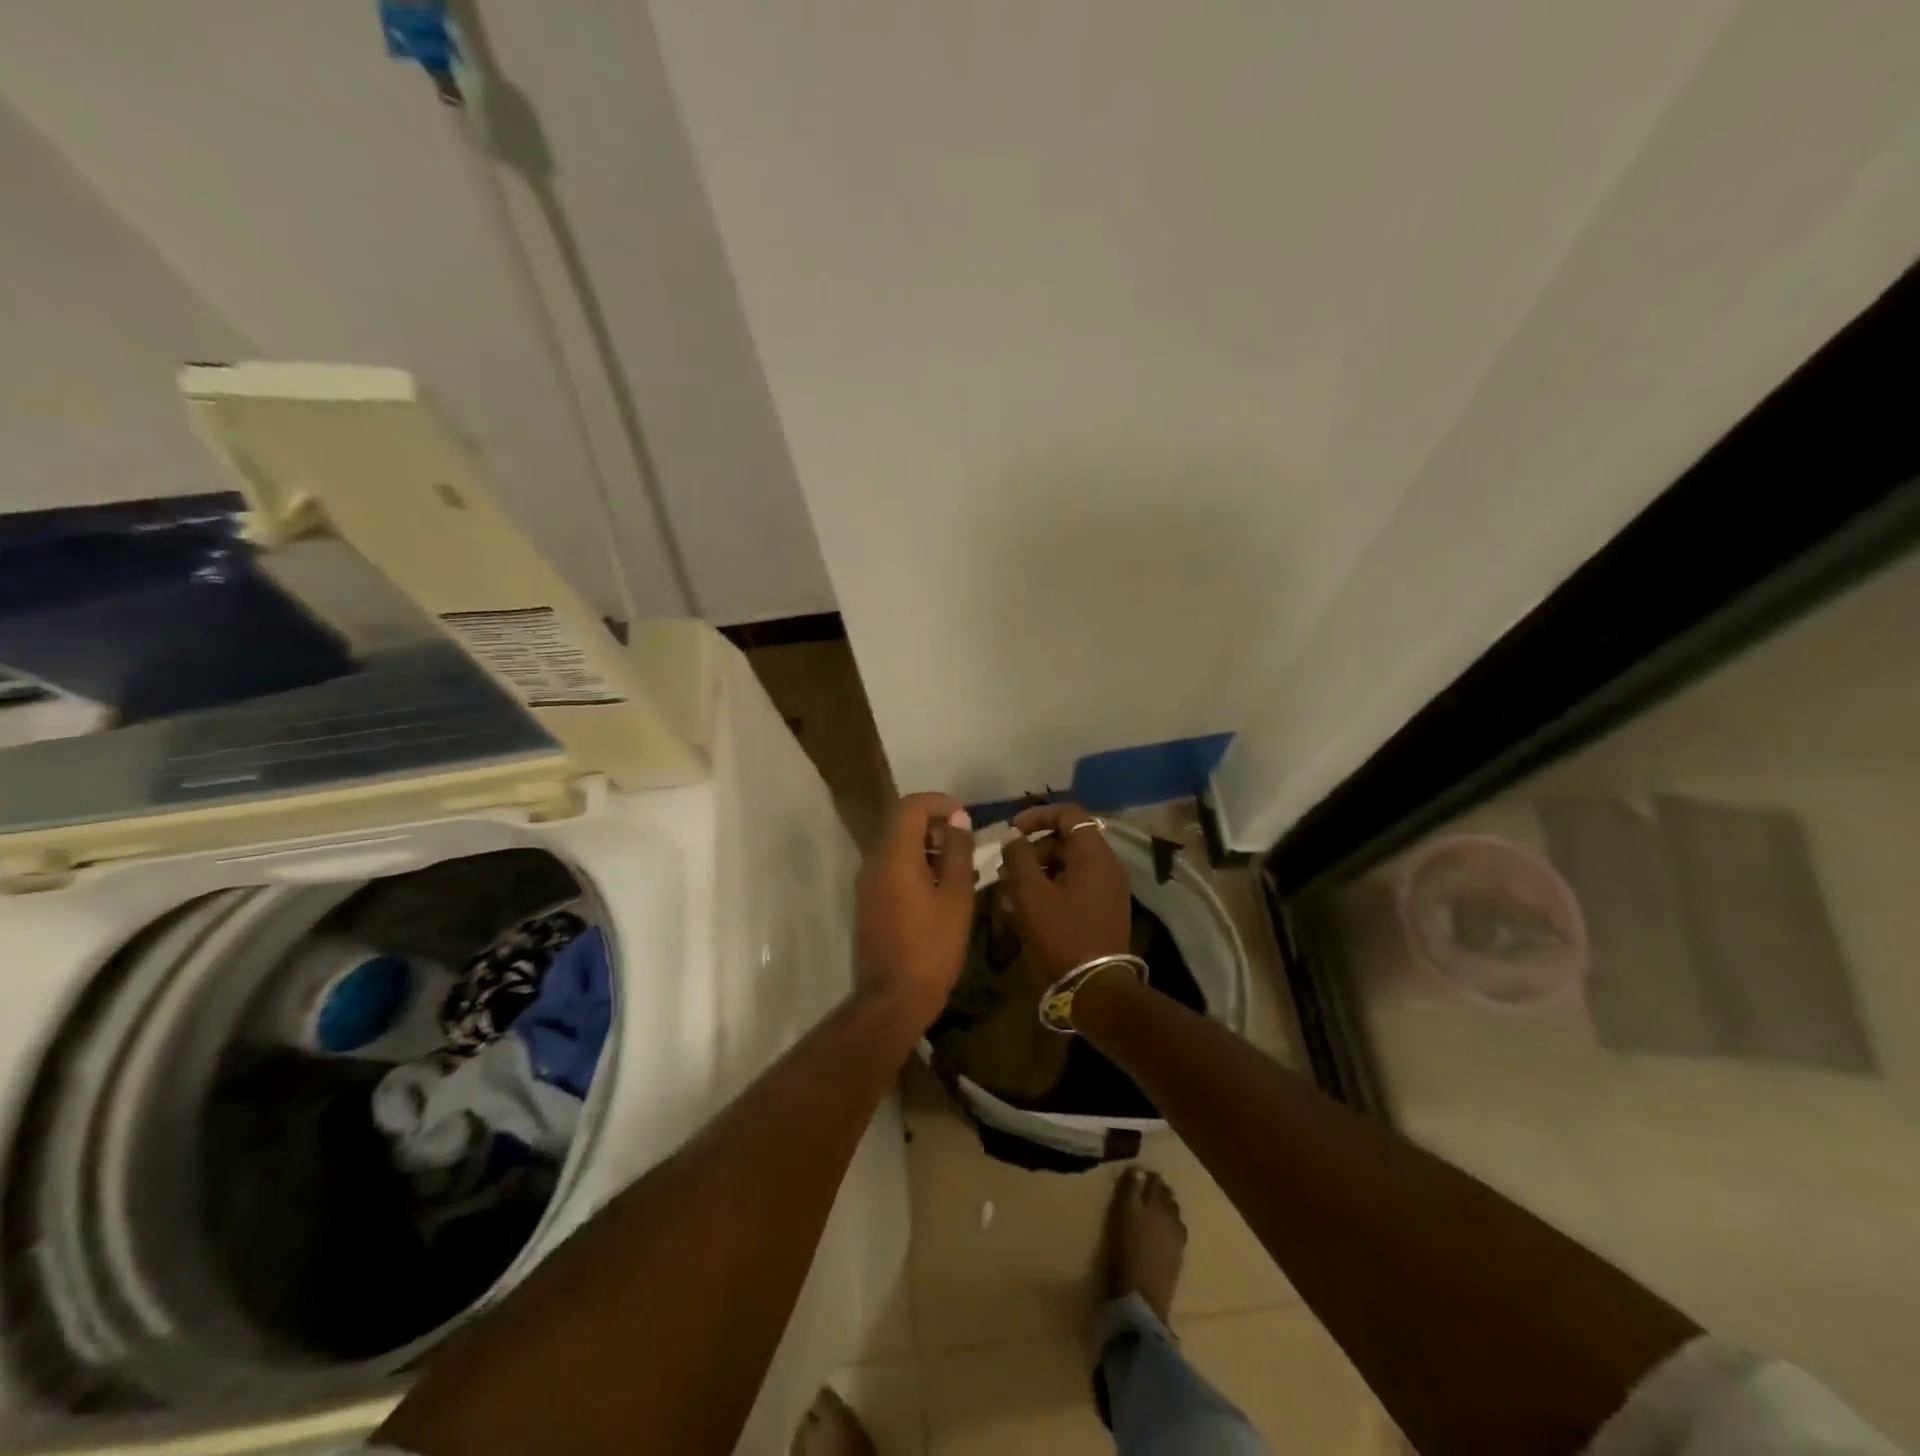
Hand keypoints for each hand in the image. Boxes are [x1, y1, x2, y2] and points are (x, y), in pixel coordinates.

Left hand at [854, 792, 976, 1030]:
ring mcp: (867, 884)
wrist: (891, 1000)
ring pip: (898, 849)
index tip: (965, 817)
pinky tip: (944, 892)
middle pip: (902, 825)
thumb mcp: (956, 896)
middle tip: (967, 846)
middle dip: (936, 826)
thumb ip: (957, 852)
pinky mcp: (868, 903)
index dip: (939, 803)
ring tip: (963, 870)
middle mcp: (874, 862)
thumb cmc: (931, 946)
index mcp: (894, 855)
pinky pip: (892, 871)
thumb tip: (957, 819)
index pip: (911, 806)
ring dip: (929, 849)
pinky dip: (917, 869)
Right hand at [998, 801, 1131, 984]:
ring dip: (1036, 872)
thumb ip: (1018, 857)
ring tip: (1007, 893)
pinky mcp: (1102, 910)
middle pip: (1066, 840)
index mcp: (1093, 855)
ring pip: (1067, 866)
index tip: (1010, 832)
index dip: (1036, 816)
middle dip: (1031, 850)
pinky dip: (1049, 889)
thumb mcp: (1031, 894)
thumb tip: (1012, 835)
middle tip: (1004, 870)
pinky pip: (1073, 886)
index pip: (1068, 814)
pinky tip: (1022, 908)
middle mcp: (1106, 866)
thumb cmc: (1061, 935)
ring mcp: (1107, 890)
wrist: (1096, 990)